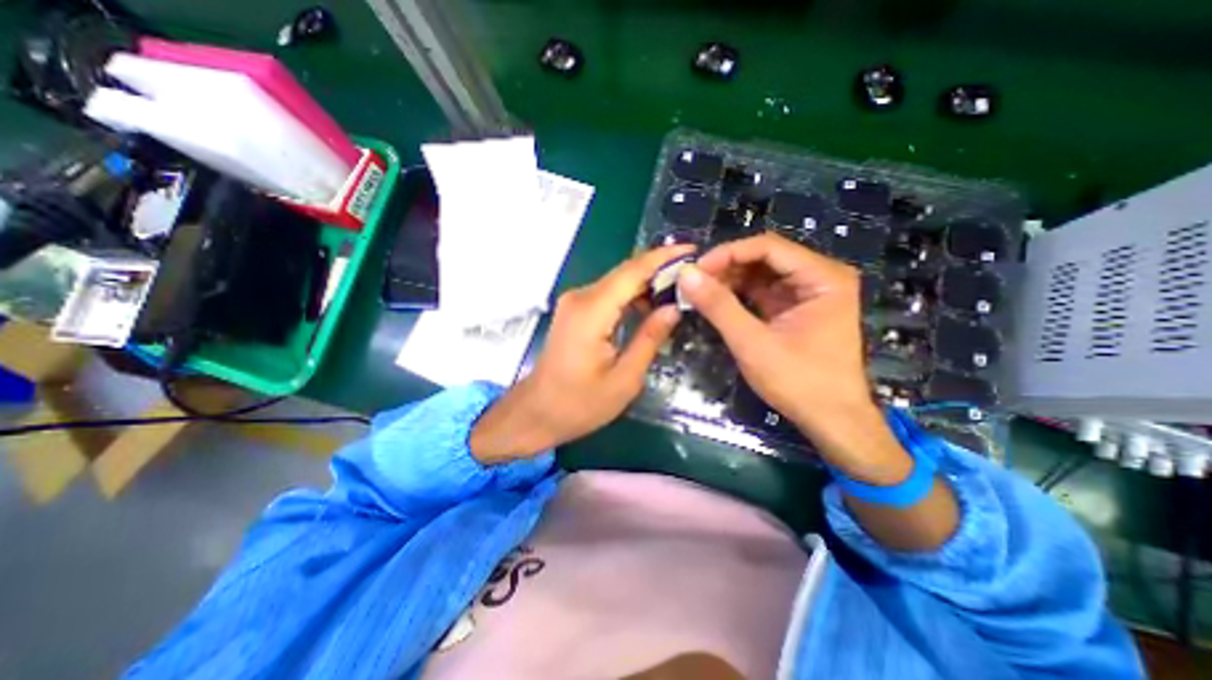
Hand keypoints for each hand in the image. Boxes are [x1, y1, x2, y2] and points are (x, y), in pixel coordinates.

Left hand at [470, 246, 696, 463]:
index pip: (632, 272)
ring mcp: (574, 302)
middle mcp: (580, 297)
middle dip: (660, 270)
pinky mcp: (574, 310)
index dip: (663, 258)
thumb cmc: (580, 404)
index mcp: (592, 312)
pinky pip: (608, 294)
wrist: (537, 412)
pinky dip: (631, 296)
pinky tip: (650, 307)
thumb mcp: (624, 379)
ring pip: (618, 281)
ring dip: (647, 284)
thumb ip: (649, 339)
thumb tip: (673, 308)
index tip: (693, 251)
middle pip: (625, 272)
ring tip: (678, 293)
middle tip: (694, 276)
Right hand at [672, 234, 909, 482]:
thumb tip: (685, 274)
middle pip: (765, 258)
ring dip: (730, 280)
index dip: (727, 254)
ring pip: (762, 274)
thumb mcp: (753, 343)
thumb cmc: (799, 382)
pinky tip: (717, 301)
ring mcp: (810, 293)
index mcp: (823, 277)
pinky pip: (764, 291)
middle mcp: (820, 277)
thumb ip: (718, 306)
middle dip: (726, 268)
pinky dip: (739, 295)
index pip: (768, 247)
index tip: (695, 270)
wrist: (832, 421)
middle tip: (693, 282)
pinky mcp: (798, 309)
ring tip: (700, 291)